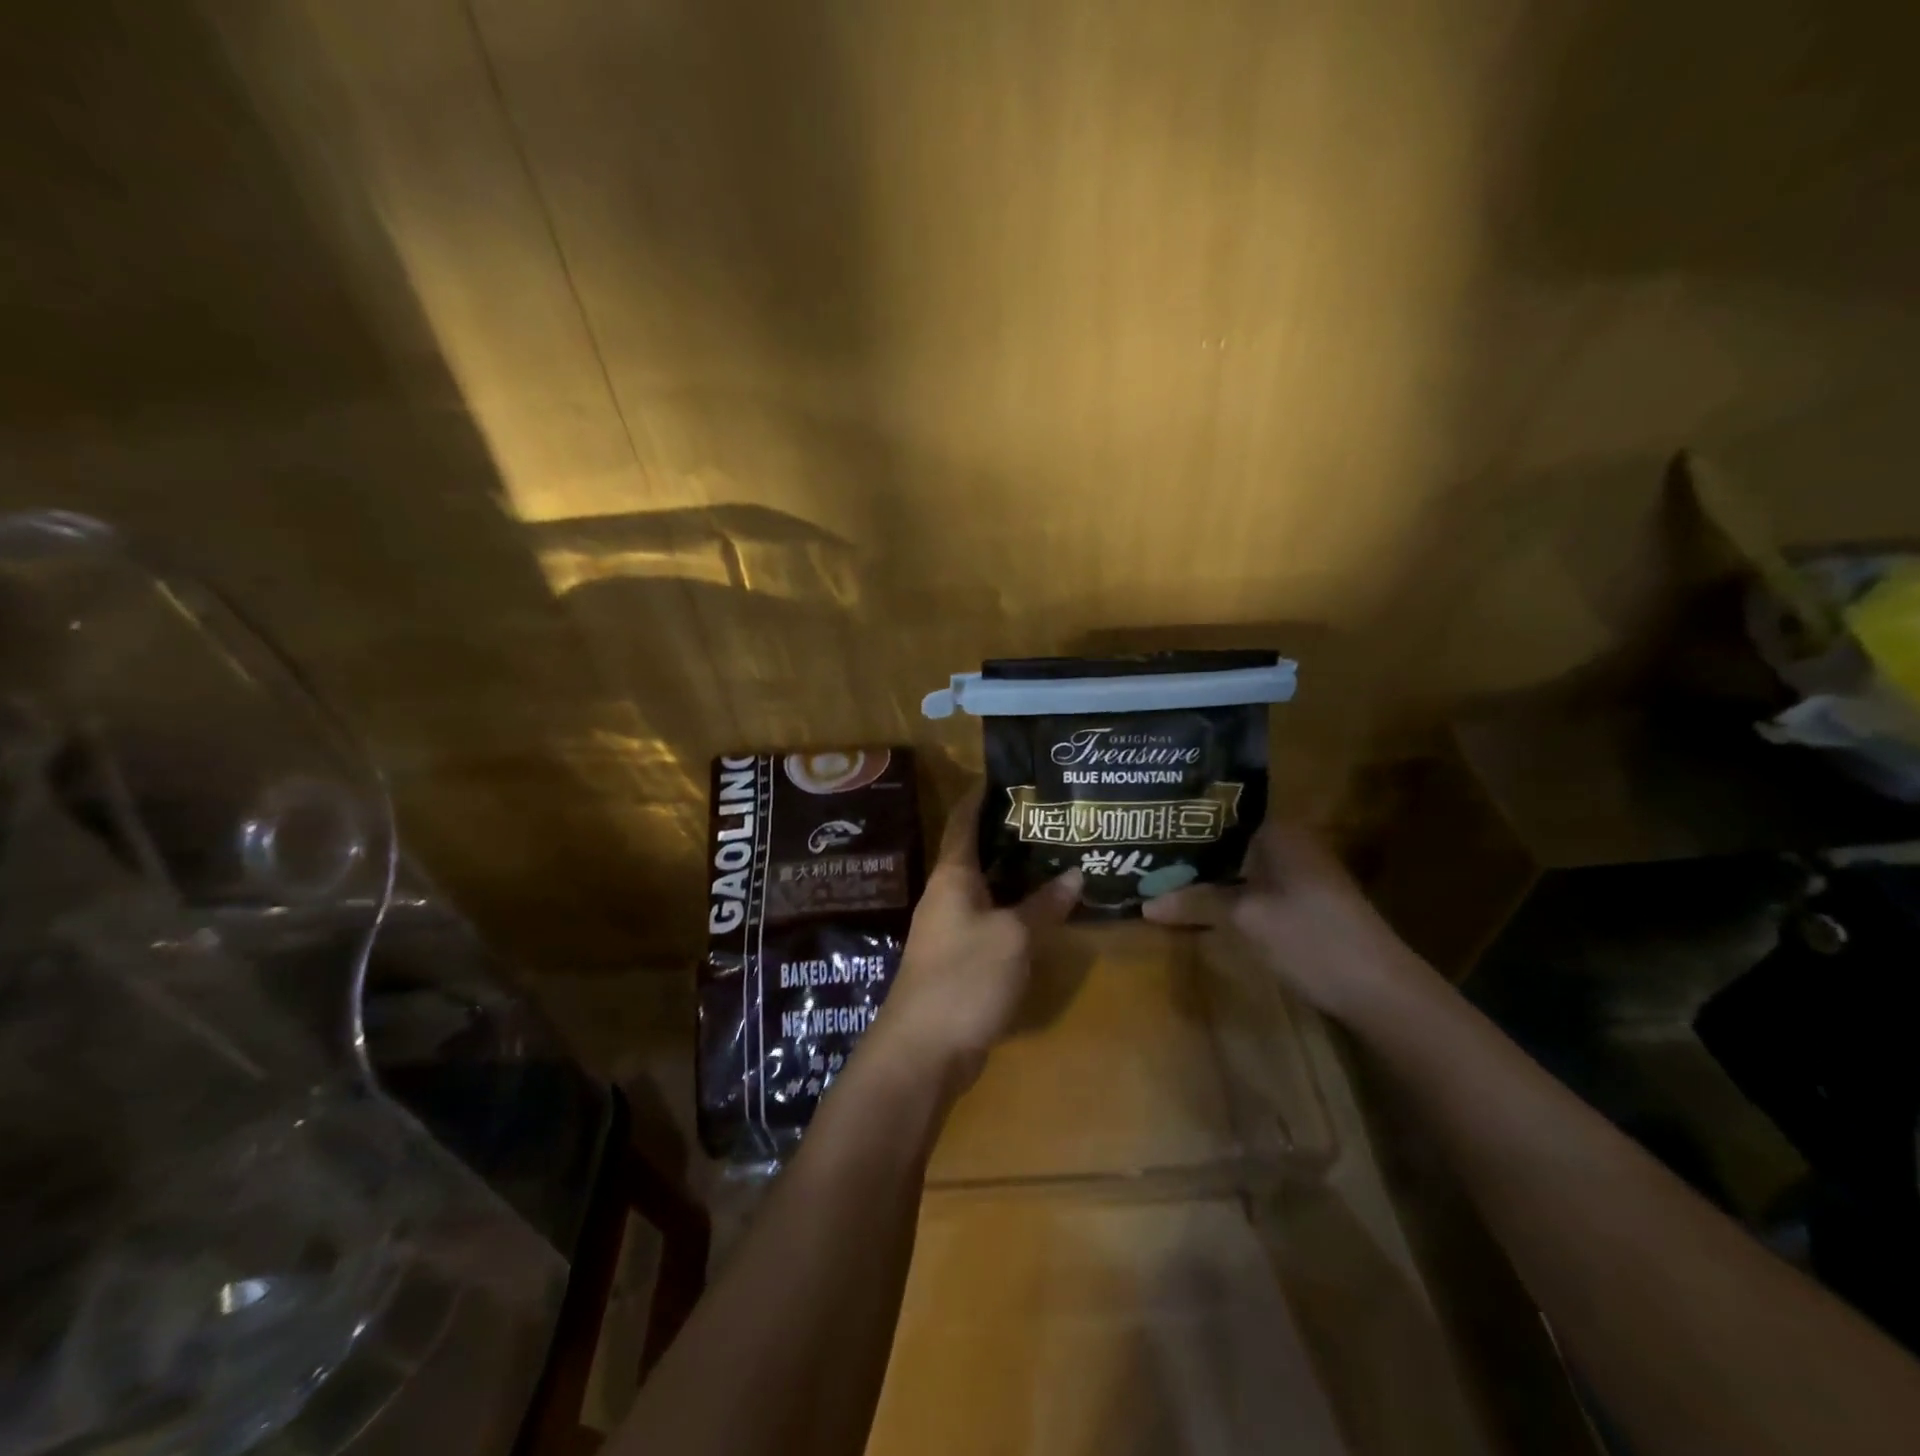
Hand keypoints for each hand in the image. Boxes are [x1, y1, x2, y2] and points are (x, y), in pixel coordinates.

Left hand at [867, 786, 1081, 1094]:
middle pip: (979, 851)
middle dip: (1012, 832)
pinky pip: (991, 917)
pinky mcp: (960, 956)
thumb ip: (1044, 904)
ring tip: (1059, 854)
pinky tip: (1045, 908)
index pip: (964, 819)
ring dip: (1018, 872)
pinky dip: (1016, 907)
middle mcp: (948, 893)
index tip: (1012, 773)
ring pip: (988, 886)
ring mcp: (952, 927)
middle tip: (1054, 816)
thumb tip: (1076, 873)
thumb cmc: (965, 978)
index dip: (983, 793)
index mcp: (953, 875)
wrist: (922, 1050)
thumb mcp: (1013, 937)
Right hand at [1142, 821, 1437, 1025]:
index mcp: (1280, 831)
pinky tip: (1198, 903)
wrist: (1380, 991)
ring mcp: (1298, 874)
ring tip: (1160, 876)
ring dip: (1206, 874)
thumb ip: (1195, 902)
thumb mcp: (1246, 918)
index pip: (1222, 811)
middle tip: (1144, 853)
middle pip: (1228, 840)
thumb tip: (1144, 903)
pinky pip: (1252, 886)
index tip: (1147, 826)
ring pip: (1239, 866)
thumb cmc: (1310, 938)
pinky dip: (1226, 892)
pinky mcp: (1302, 902)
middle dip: (1189, 850)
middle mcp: (1290, 843)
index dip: (1184, 819)